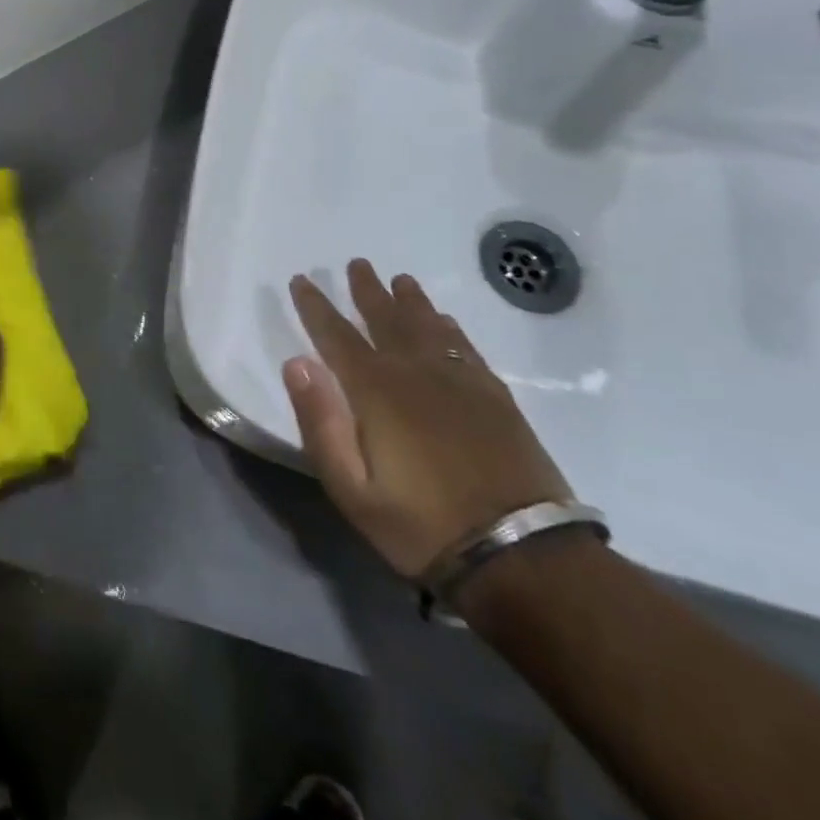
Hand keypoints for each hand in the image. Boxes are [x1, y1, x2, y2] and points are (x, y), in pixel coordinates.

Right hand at [283, 260, 570, 580]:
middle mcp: (417, 374)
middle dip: (366, 290)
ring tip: (400, 279)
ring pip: (428, 327)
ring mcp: (461, 383)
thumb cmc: (421, 525)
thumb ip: (320, 423)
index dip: (315, 306)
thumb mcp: (351, 488)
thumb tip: (297, 362)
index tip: (301, 280)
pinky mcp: (496, 399)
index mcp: (376, 392)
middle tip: (356, 263)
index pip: (336, 336)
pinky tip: (444, 322)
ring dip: (410, 300)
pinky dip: (450, 329)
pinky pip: (466, 348)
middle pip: (386, 320)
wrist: (522, 556)